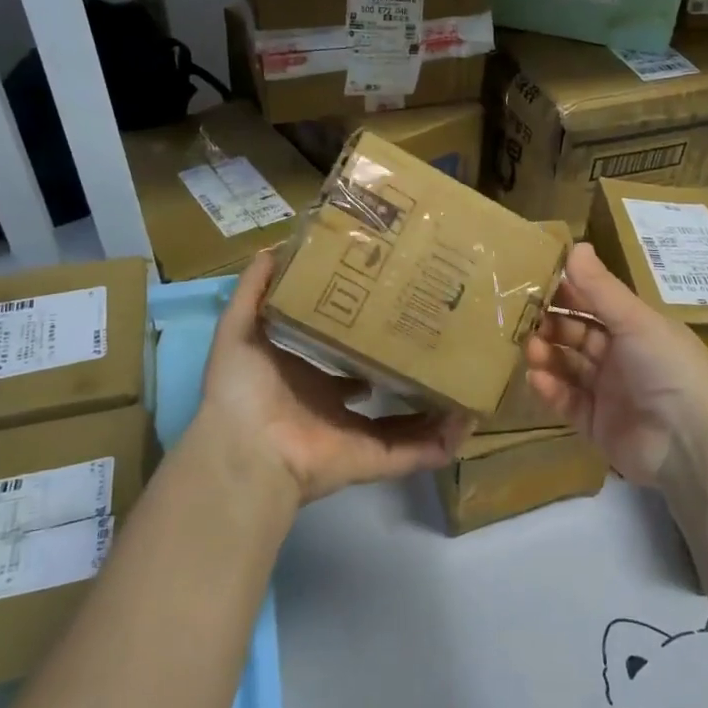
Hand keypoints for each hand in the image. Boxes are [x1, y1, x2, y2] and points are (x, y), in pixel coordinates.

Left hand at [196, 250, 467, 505]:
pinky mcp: (375, 460)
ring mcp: (358, 437)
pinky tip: (469, 418)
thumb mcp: (239, 329)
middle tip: (437, 342)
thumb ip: (253, 291)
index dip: (366, 344)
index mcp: (309, 382)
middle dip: (408, 371)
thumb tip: (273, 247)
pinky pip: (416, 453)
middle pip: (382, 389)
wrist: (246, 449)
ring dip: (437, 407)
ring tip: (466, 379)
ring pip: (408, 423)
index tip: (392, 317)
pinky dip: (444, 441)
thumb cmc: (243, 389)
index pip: (344, 363)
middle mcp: (335, 409)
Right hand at [523, 243, 707, 489]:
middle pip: (578, 335)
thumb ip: (601, 288)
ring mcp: (609, 392)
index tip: (534, 280)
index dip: (568, 293)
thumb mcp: (635, 321)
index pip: (595, 304)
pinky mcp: (597, 424)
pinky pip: (568, 402)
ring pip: (569, 367)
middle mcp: (623, 357)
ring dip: (548, 355)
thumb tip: (575, 245)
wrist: (690, 444)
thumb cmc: (668, 368)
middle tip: (523, 318)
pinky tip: (537, 378)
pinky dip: (552, 390)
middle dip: (551, 325)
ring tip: (529, 348)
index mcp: (637, 328)